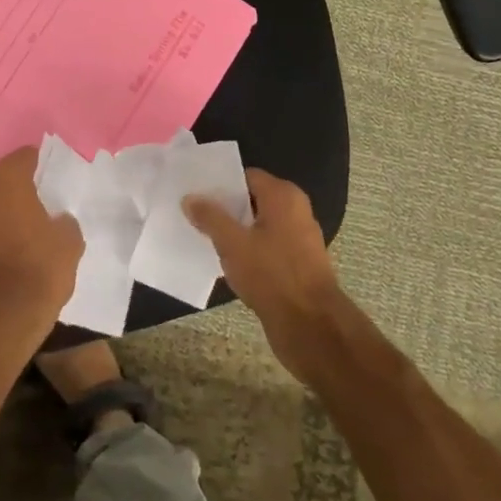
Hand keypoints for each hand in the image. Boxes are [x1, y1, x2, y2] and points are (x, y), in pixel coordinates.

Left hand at [0, 146, 81, 339]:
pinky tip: (1, 252)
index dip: (40, 165)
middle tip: (37, 205)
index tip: (51, 178)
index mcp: (6, 181)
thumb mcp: (70, 240)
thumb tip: (55, 220)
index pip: (24, 157)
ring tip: (18, 230)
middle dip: (16, 188)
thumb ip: (62, 219)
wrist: (4, 319)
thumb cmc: (41, 270)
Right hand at [185, 168, 345, 384]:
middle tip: (195, 217)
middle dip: (225, 209)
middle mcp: (296, 210)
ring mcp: (300, 237)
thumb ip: (210, 217)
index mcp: (283, 196)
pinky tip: (229, 262)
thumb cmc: (271, 274)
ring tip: (206, 239)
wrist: (310, 324)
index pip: (246, 177)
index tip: (196, 195)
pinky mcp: (299, 262)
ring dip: (236, 232)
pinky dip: (250, 250)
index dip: (220, 185)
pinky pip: (268, 246)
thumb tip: (190, 197)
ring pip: (260, 225)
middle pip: (253, 200)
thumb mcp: (232, 243)